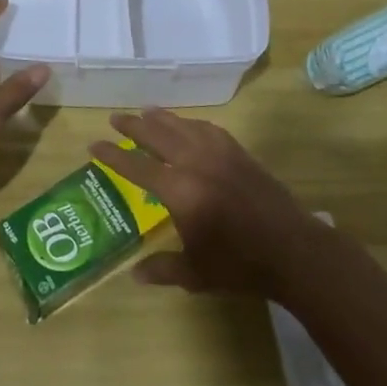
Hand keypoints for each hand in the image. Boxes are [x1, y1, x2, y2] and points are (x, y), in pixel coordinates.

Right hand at [91, 110, 322, 299]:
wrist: (292, 250)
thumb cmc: (241, 265)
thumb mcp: (196, 274)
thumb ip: (164, 268)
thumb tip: (135, 274)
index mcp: (180, 191)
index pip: (137, 168)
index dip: (113, 156)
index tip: (94, 144)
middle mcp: (196, 164)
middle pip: (158, 135)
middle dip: (134, 126)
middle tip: (116, 118)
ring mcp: (220, 154)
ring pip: (183, 126)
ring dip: (162, 118)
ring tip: (146, 112)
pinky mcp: (240, 153)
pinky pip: (209, 129)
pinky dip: (192, 124)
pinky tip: (188, 126)